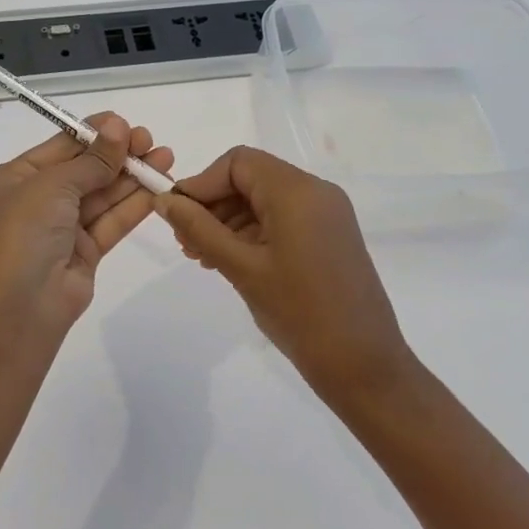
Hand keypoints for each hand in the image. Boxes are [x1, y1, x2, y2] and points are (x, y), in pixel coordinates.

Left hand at [0, 114, 174, 338]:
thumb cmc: (23, 233)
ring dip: (132, 176)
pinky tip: (159, 187)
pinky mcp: (85, 252)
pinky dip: (134, 205)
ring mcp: (61, 228)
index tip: (125, 123)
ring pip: (102, 195)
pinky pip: (111, 221)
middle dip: (117, 154)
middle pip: (84, 170)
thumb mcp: (53, 186)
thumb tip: (118, 126)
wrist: (18, 308)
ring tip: (165, 156)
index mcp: (15, 179)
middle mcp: (37, 201)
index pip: (60, 147)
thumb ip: (91, 160)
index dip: (93, 134)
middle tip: (149, 140)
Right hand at [153, 147, 413, 401]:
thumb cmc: (299, 313)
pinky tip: (229, 260)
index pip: (238, 163)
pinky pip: (282, 219)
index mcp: (297, 191)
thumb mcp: (241, 268)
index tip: (176, 215)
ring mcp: (327, 214)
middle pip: (251, 178)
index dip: (201, 183)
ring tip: (201, 255)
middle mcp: (316, 192)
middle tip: (184, 240)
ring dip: (229, 220)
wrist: (364, 365)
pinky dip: (252, 232)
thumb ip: (199, 229)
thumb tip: (164, 201)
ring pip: (265, 199)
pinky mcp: (329, 236)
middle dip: (213, 203)